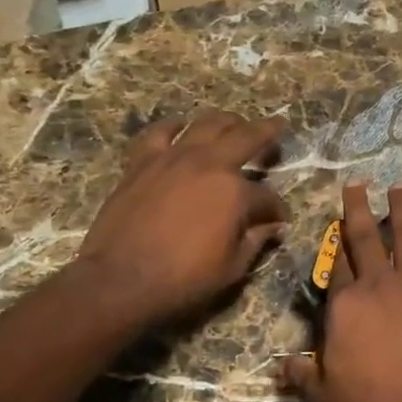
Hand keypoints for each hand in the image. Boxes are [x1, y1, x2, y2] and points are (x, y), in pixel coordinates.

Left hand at [75, 110, 289, 331]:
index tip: (279, 220)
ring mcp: (173, 158)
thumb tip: (273, 228)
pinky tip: (181, 126)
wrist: (121, 280)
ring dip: (227, 121)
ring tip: (236, 122)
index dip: (277, 208)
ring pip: (206, 124)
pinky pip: (159, 132)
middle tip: (277, 126)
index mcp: (235, 193)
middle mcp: (209, 164)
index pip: (267, 196)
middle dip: (267, 132)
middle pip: (245, 138)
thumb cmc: (183, 279)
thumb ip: (256, 241)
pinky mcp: (142, 161)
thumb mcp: (232, 268)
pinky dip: (173, 126)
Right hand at [283, 183, 401, 401]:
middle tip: (357, 185)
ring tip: (400, 187)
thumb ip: (302, 376)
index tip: (334, 225)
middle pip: (365, 239)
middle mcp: (380, 284)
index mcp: (345, 305)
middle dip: (359, 209)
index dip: (334, 246)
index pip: (336, 267)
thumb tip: (283, 365)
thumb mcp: (325, 398)